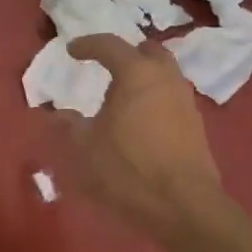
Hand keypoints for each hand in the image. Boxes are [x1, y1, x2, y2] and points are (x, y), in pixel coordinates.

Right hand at [61, 35, 222, 236]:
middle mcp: (165, 78)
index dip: (88, 45)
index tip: (72, 51)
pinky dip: (155, 97)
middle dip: (127, 53)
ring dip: (144, 75)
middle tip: (107, 65)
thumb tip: (55, 114)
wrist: (184, 206)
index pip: (110, 45)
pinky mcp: (196, 124)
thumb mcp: (86, 148)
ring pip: (165, 73)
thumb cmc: (129, 169)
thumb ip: (69, 126)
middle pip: (147, 51)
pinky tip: (141, 118)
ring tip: (122, 94)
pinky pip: (172, 96)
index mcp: (136, 74)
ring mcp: (185, 100)